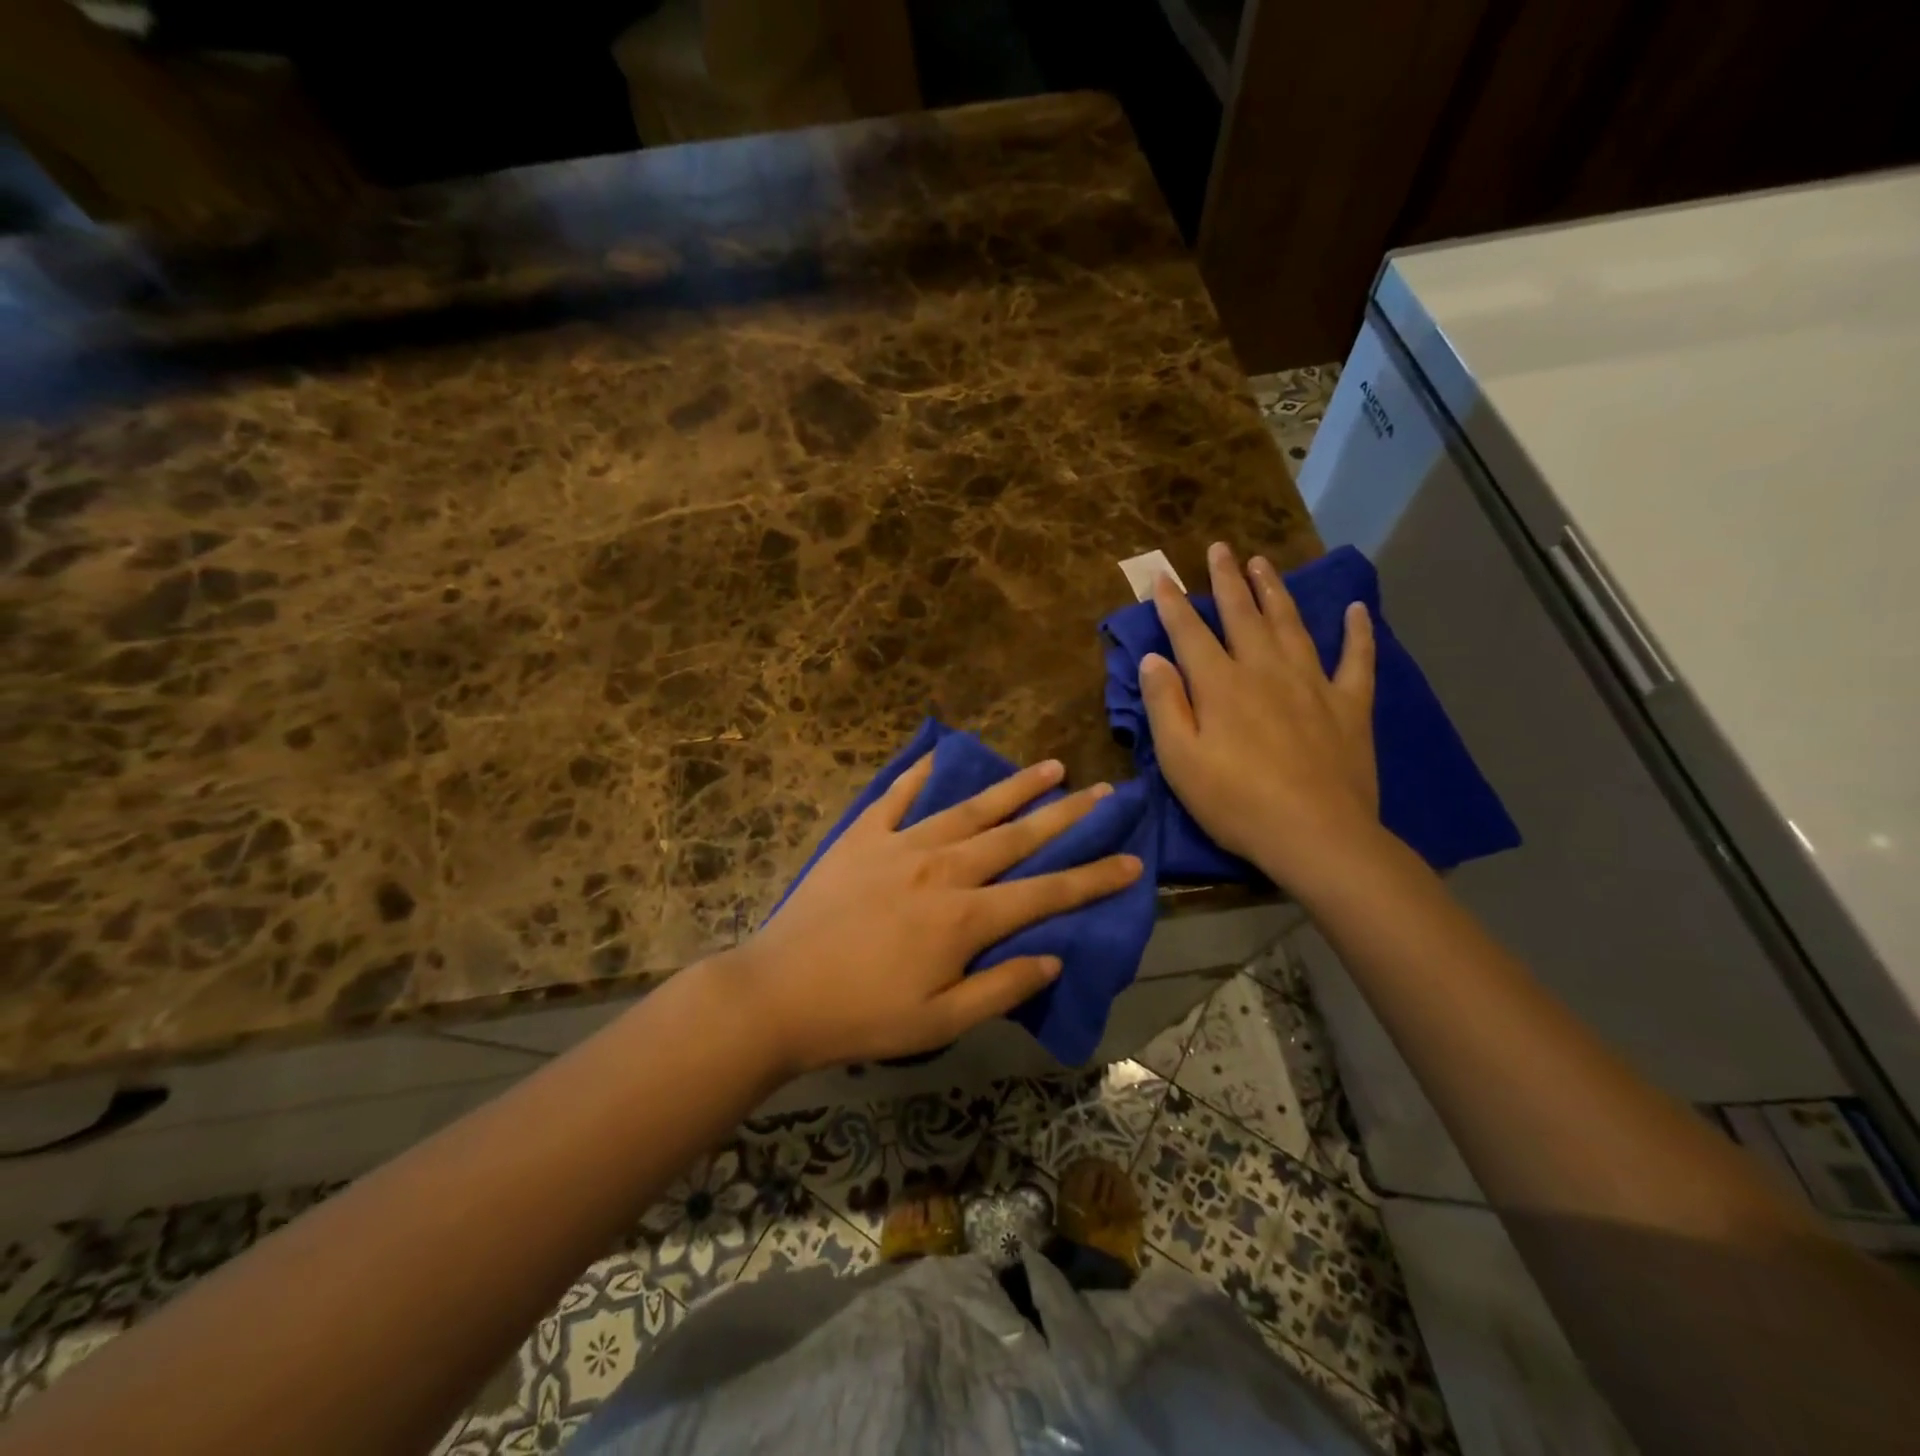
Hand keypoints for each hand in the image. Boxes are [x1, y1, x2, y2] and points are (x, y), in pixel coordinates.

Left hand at [723, 756, 1143, 1074]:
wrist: (778, 993)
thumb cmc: (862, 1016)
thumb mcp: (940, 1022)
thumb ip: (1001, 988)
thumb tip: (1053, 957)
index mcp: (966, 918)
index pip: (1046, 892)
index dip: (1094, 878)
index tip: (1133, 860)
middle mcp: (943, 868)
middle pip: (1017, 836)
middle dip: (1066, 815)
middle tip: (1104, 791)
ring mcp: (901, 845)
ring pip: (970, 808)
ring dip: (1014, 787)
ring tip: (1049, 766)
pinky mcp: (863, 837)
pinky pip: (898, 796)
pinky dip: (921, 774)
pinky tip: (941, 754)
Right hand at [1142, 541, 1380, 892]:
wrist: (1315, 835)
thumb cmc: (1235, 803)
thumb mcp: (1180, 761)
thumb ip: (1164, 705)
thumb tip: (1153, 659)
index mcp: (1220, 685)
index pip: (1190, 633)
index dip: (1174, 604)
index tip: (1163, 576)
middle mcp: (1264, 670)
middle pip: (1243, 614)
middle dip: (1227, 580)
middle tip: (1221, 548)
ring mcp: (1312, 683)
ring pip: (1291, 624)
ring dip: (1275, 591)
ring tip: (1264, 563)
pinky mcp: (1349, 705)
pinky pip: (1357, 659)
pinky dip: (1357, 633)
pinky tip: (1355, 610)